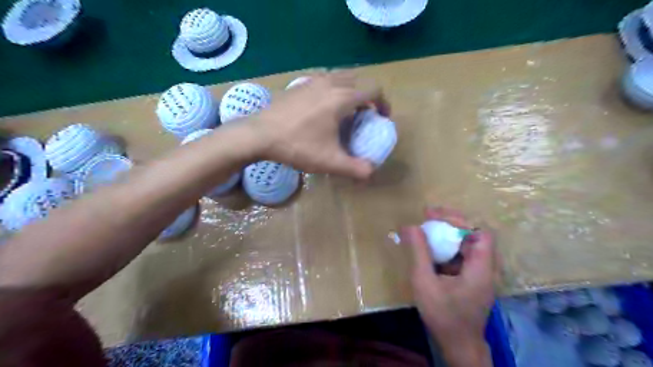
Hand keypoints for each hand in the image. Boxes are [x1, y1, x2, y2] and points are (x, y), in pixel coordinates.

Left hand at [251, 70, 385, 178]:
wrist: (259, 134)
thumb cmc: (297, 145)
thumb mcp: (329, 161)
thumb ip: (355, 168)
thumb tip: (371, 173)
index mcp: (342, 97)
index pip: (374, 90)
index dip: (384, 103)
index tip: (382, 118)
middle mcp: (330, 83)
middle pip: (359, 80)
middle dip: (368, 96)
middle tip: (365, 115)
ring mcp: (312, 81)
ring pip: (341, 77)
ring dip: (351, 90)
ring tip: (346, 110)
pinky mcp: (299, 85)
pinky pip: (325, 80)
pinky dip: (334, 89)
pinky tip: (324, 108)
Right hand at [399, 209, 494, 365]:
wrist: (458, 346)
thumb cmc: (443, 316)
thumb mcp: (425, 282)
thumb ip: (419, 253)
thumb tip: (410, 226)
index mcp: (480, 269)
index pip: (481, 233)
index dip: (460, 221)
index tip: (436, 217)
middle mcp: (484, 268)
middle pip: (473, 236)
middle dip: (451, 223)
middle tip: (428, 216)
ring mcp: (479, 275)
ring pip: (466, 245)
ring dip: (447, 235)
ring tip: (426, 228)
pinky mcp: (471, 280)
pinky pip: (460, 256)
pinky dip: (446, 249)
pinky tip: (430, 250)